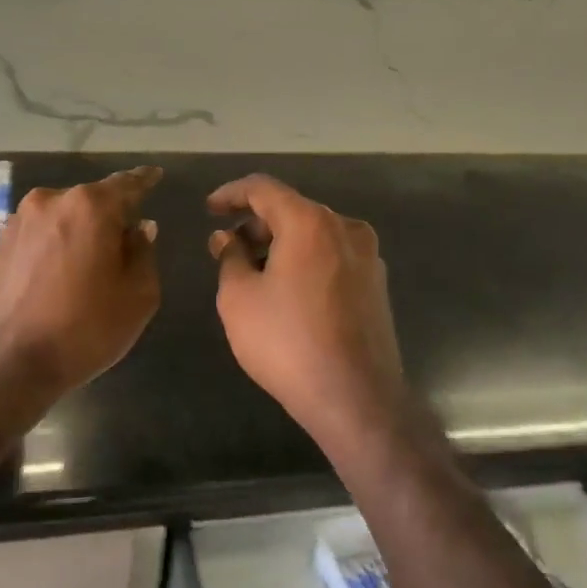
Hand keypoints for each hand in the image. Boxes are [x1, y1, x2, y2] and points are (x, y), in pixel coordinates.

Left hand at [0, 166, 162, 412]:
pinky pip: (40, 236)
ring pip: (63, 218)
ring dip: (79, 233)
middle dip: (110, 217)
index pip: (127, 184)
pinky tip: (60, 277)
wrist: (5, 367)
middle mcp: (50, 202)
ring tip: (90, 266)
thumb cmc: (83, 330)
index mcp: (89, 206)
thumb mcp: (137, 296)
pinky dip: (55, 247)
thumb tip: (139, 229)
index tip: (155, 175)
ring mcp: (18, 222)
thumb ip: (144, 253)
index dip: (145, 180)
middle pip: (92, 201)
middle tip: (125, 245)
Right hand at [208, 174, 408, 453]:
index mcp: (310, 222)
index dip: (231, 194)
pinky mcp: (376, 284)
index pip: (263, 188)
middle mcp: (344, 228)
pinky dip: (305, 261)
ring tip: (254, 273)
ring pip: (314, 234)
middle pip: (292, 210)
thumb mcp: (239, 298)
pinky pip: (332, 257)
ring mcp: (367, 256)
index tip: (209, 209)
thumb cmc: (288, 342)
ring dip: (281, 244)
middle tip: (227, 249)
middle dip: (256, 224)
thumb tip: (227, 238)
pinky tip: (288, 291)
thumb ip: (230, 257)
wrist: (356, 398)